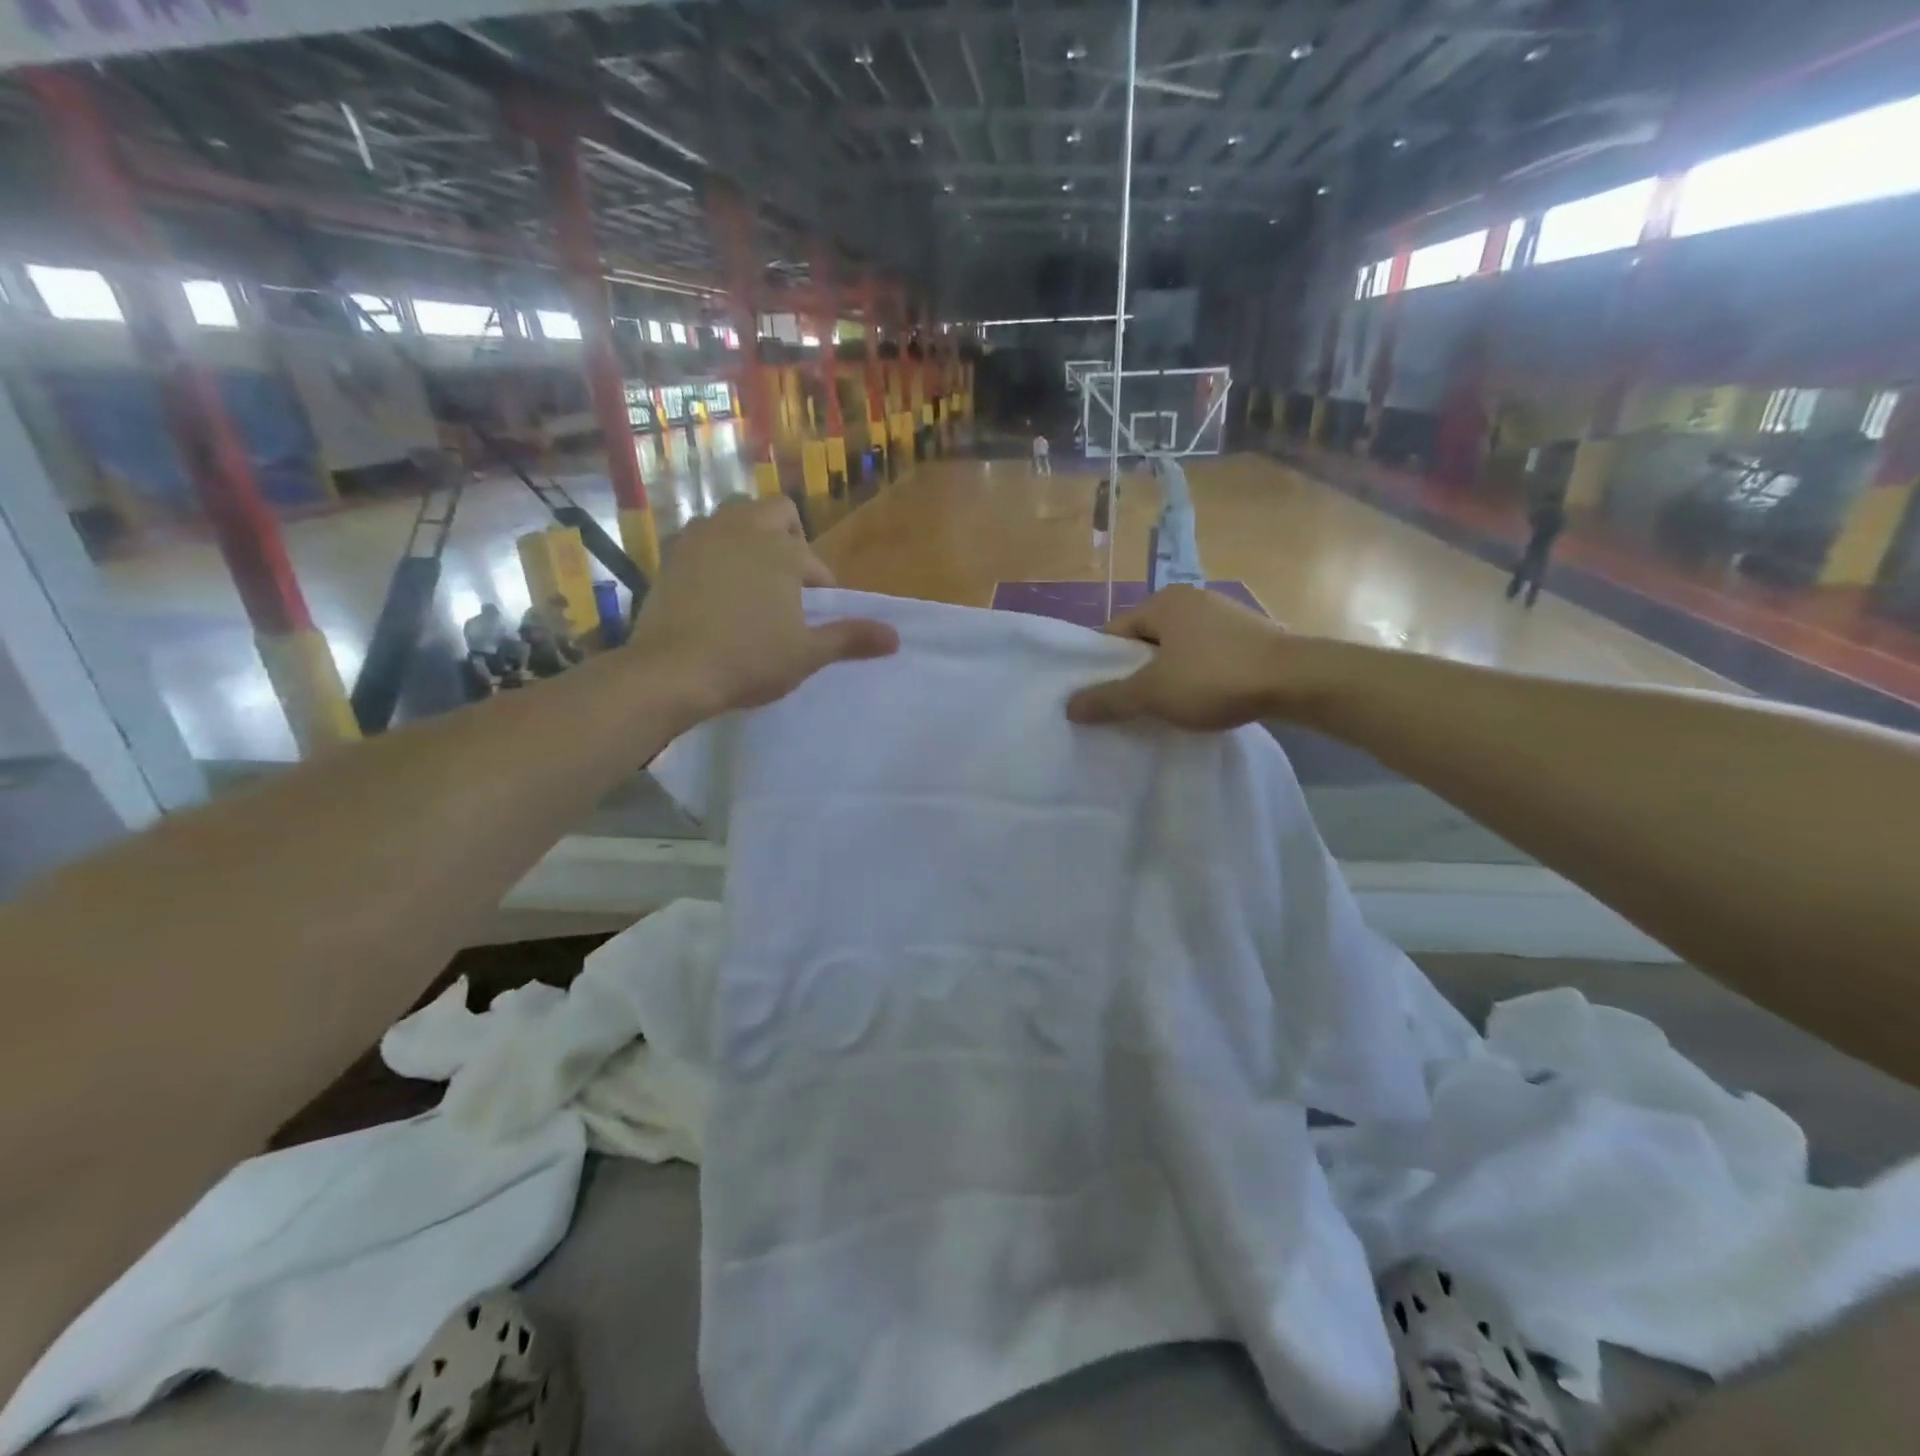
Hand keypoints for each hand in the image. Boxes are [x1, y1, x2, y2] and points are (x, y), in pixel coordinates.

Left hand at [630, 496, 898, 717]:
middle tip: (788, 579)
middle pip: (776, 512)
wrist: (672, 671)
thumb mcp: (807, 654)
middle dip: (789, 538)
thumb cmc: (749, 660)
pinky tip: (714, 587)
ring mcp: (702, 538)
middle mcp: (743, 530)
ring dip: (750, 537)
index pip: (814, 561)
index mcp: (782, 551)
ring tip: (752, 577)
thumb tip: (896, 637)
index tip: (816, 613)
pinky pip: (701, 537)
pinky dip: (715, 551)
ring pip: (734, 517)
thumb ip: (851, 638)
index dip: (822, 586)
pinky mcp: (671, 554)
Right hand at [1065, 585, 1339, 730]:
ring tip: (1165, 708)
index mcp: (1163, 601)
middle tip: (1131, 706)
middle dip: (1136, 671)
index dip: (1103, 665)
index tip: (1102, 696)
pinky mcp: (1250, 635)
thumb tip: (1068, 706)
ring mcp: (1224, 614)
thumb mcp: (1152, 693)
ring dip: (1167, 675)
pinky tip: (1202, 699)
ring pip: (1177, 648)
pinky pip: (1206, 655)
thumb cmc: (1214, 678)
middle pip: (1146, 639)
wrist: (1297, 680)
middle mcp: (1191, 598)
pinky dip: (1197, 675)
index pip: (1114, 632)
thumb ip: (1108, 699)